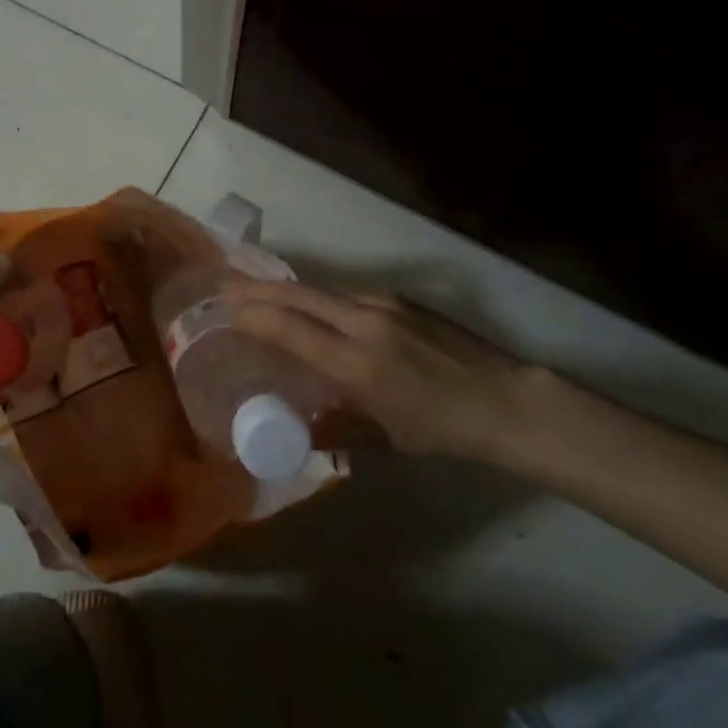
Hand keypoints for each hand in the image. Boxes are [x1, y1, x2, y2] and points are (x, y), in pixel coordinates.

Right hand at [226, 279, 547, 460]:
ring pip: (321, 291)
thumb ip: (336, 429)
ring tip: (260, 297)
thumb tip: (299, 429)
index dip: (251, 315)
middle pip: (297, 295)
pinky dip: (319, 301)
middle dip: (256, 290)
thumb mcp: (385, 438)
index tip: (222, 310)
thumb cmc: (443, 428)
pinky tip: (315, 312)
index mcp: (357, 363)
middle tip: (224, 289)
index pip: (290, 328)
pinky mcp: (399, 298)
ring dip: (286, 292)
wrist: (506, 399)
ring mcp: (384, 303)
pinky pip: (347, 296)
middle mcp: (364, 322)